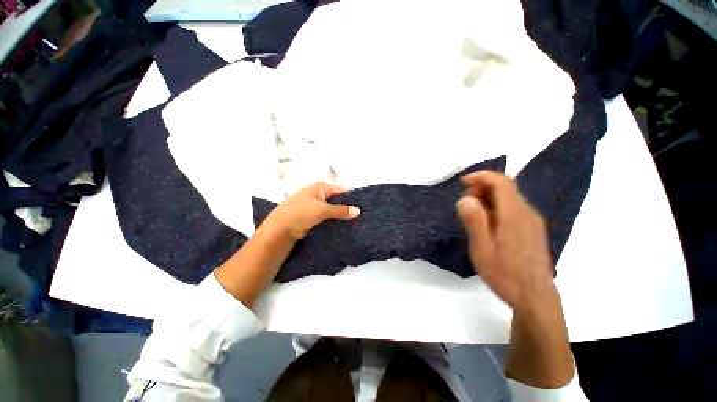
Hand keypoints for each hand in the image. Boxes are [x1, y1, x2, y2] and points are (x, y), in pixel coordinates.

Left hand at [267, 182, 360, 238]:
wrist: (281, 228)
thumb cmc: (301, 212)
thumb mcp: (323, 210)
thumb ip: (341, 210)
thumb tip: (358, 211)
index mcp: (321, 187)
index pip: (341, 191)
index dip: (352, 198)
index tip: (362, 207)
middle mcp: (320, 194)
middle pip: (338, 201)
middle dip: (347, 208)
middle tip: (360, 217)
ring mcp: (316, 206)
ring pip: (333, 210)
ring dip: (341, 216)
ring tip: (355, 223)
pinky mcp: (314, 216)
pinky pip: (328, 217)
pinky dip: (334, 221)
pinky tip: (344, 227)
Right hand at [456, 171, 554, 308]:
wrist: (535, 298)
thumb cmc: (505, 274)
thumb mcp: (482, 249)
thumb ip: (474, 221)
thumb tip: (465, 198)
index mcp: (514, 215)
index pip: (501, 182)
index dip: (481, 176)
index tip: (463, 182)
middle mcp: (527, 213)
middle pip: (505, 188)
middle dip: (481, 189)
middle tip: (464, 205)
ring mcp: (532, 221)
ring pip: (508, 198)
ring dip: (487, 199)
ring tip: (472, 215)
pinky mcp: (532, 230)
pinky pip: (513, 209)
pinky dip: (496, 208)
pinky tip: (486, 225)